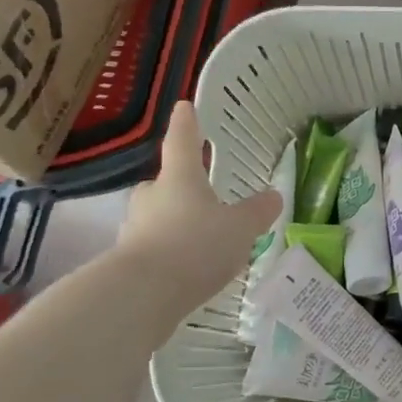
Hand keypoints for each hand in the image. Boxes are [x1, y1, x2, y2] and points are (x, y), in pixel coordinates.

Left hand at [111, 102, 282, 314]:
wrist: (140, 296)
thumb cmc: (194, 247)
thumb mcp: (240, 229)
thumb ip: (257, 212)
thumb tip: (273, 196)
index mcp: (179, 178)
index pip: (182, 141)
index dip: (186, 123)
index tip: (184, 106)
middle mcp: (152, 197)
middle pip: (164, 183)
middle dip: (179, 185)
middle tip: (199, 193)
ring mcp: (134, 229)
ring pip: (156, 216)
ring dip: (174, 222)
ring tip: (200, 240)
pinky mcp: (127, 262)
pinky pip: (153, 247)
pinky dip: (168, 253)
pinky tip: (186, 270)